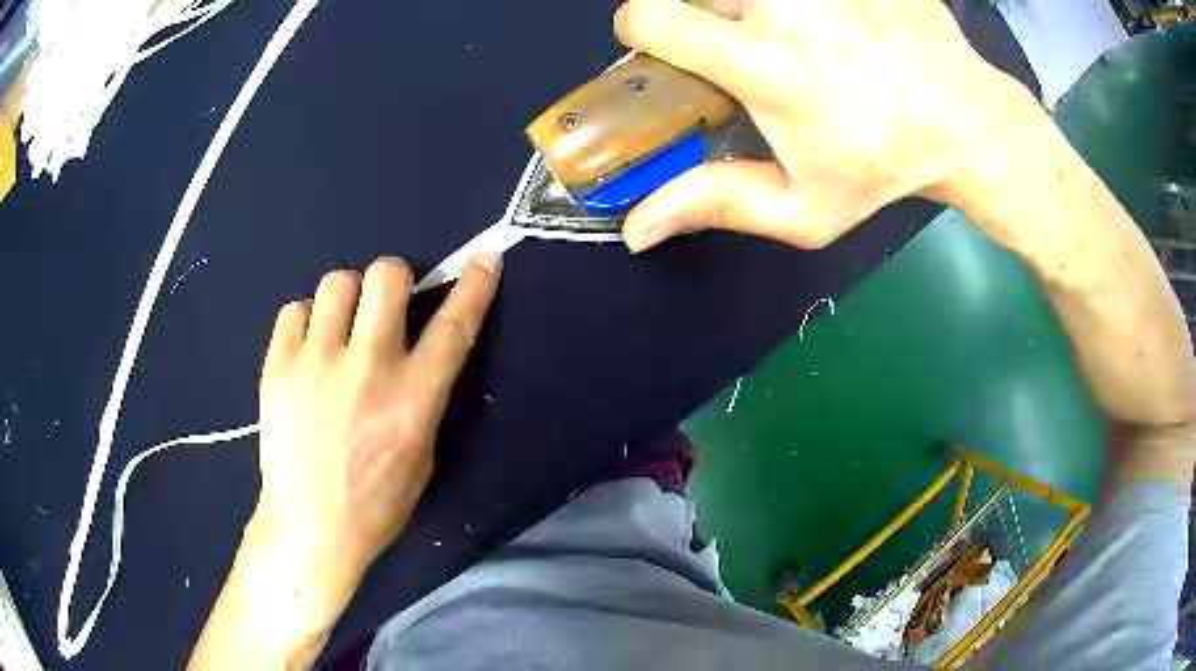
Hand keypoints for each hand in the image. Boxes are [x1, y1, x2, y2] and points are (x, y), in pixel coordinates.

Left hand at [250, 253, 501, 617]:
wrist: (309, 527)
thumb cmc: (375, 505)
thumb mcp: (422, 458)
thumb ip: (422, 400)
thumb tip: (415, 360)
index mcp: (413, 398)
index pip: (453, 326)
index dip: (474, 285)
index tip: (484, 258)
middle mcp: (367, 367)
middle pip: (387, 276)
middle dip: (395, 278)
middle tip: (386, 304)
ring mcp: (316, 362)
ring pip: (337, 282)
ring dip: (348, 297)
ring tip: (341, 327)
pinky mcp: (277, 366)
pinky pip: (294, 310)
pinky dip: (306, 321)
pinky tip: (308, 349)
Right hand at [615, 0, 1030, 251]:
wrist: (963, 120)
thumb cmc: (884, 167)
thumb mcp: (804, 210)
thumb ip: (717, 205)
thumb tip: (634, 230)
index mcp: (763, 63)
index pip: (648, 15)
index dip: (642, 29)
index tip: (667, 44)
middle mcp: (785, 6)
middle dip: (711, 17)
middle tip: (755, 47)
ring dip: (754, 5)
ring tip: (802, 34)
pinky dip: (803, 4)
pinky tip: (836, 23)